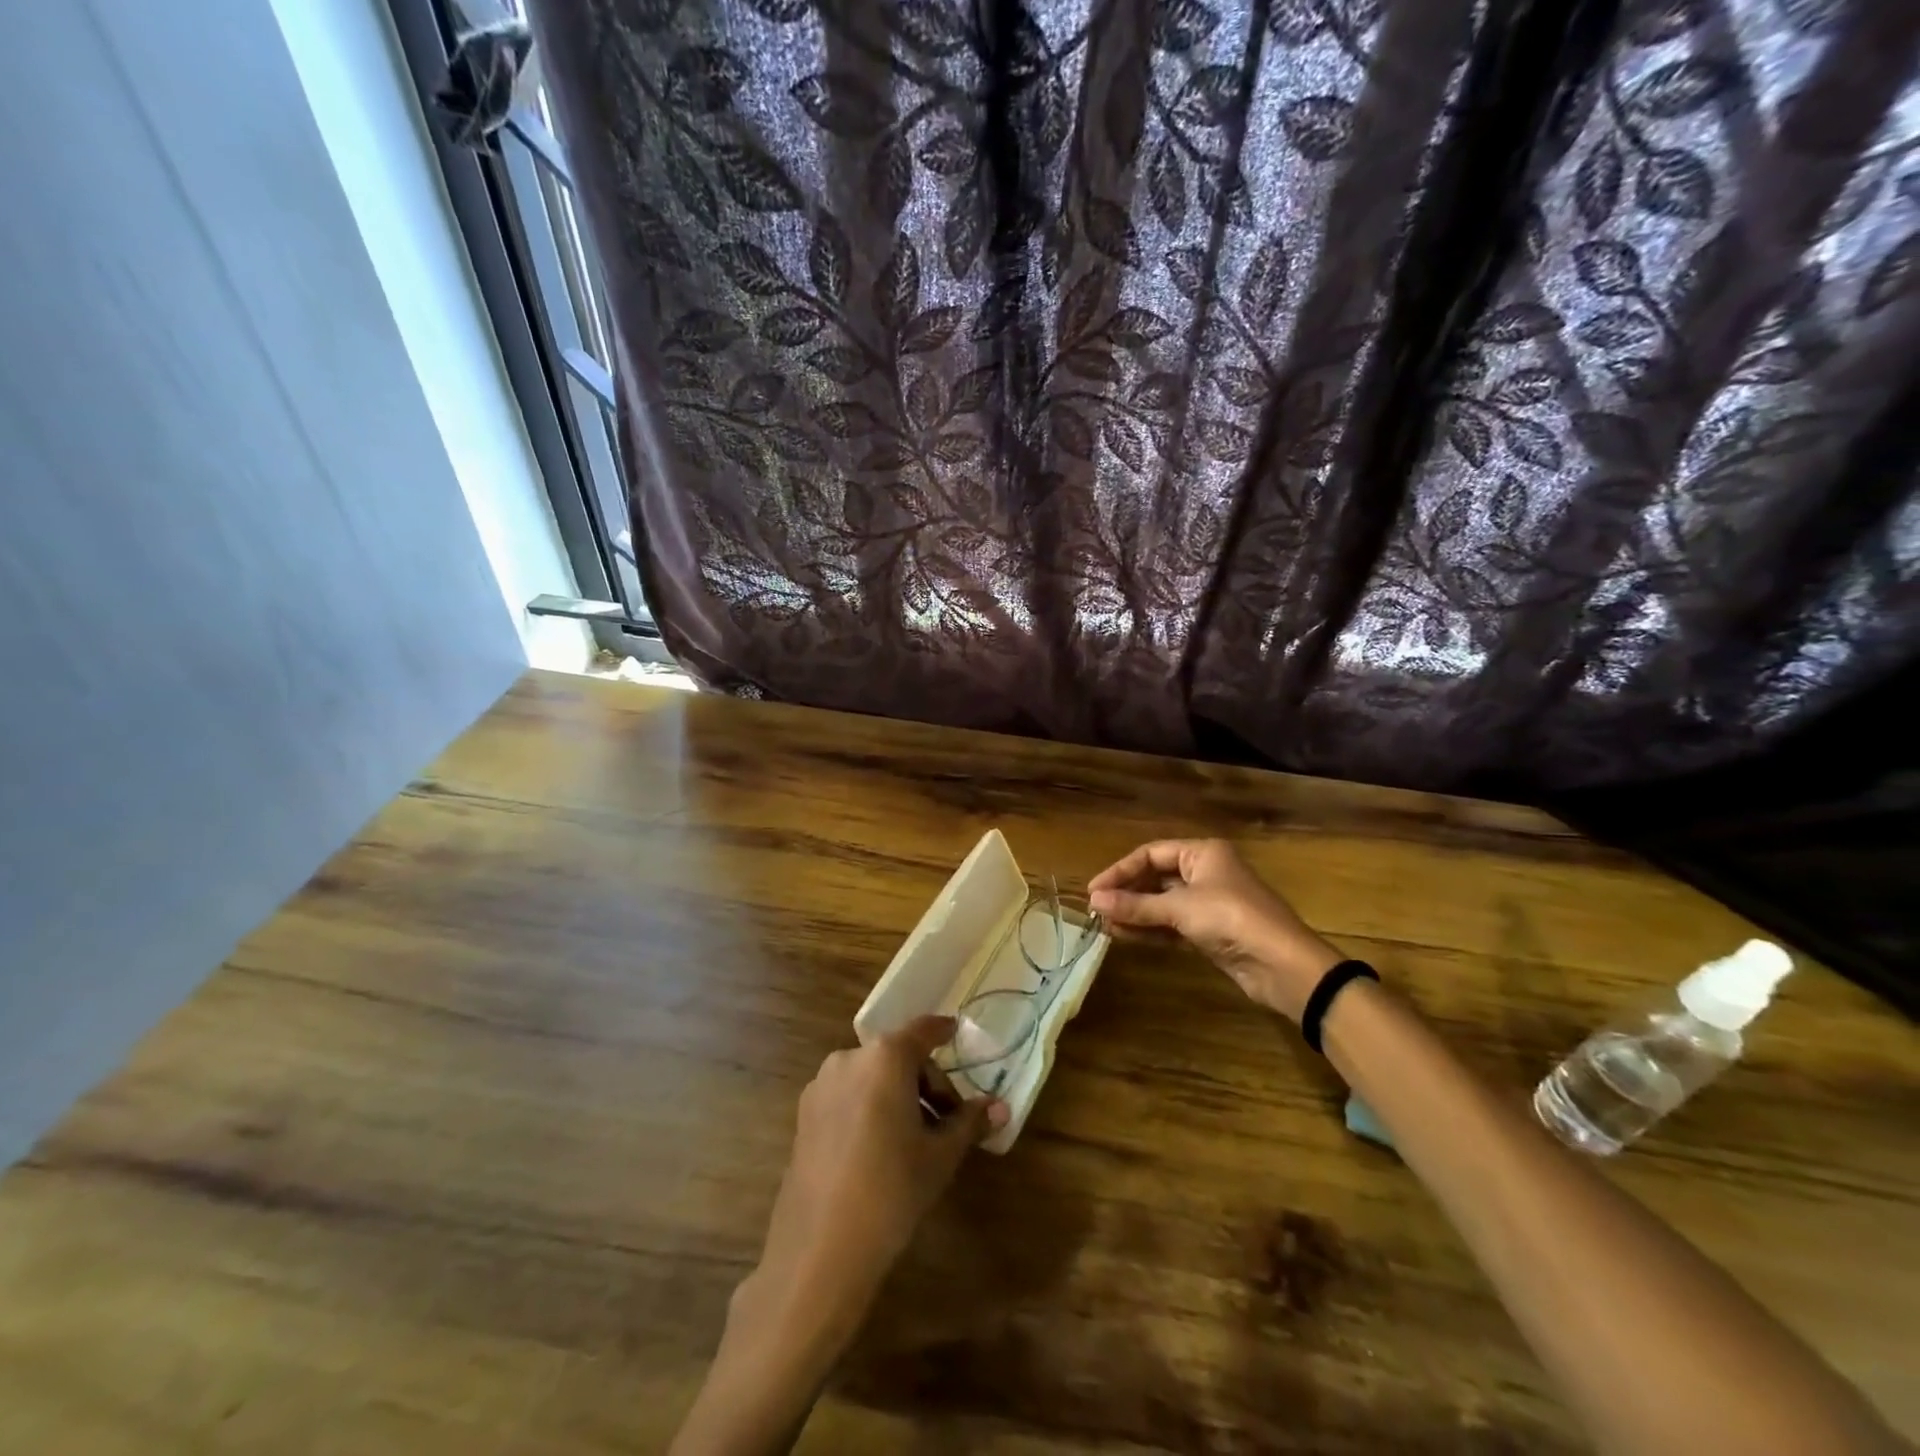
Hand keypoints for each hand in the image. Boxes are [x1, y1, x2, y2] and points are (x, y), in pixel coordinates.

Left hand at [748, 1017, 1005, 1325]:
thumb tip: (1000, 1107)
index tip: (956, 1032)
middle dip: (926, 1082)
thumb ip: (969, 1122)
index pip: (923, 1031)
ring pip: (871, 1077)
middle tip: (948, 1121)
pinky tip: (879, 1150)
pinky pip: (848, 1096)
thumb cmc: (892, 1190)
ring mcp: (821, 1086)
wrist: (820, 1250)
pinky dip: (869, 1107)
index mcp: (885, 1057)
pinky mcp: (804, 1115)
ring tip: (915, 1140)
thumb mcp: (941, 1156)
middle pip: (898, 1056)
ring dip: (897, 1095)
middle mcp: (850, 1059)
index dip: (942, 1031)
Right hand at [1089, 839, 1341, 1020]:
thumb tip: (1094, 901)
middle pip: (1155, 877)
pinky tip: (1124, 936)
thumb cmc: (1232, 919)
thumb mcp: (1180, 908)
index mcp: (1202, 853)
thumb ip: (1136, 905)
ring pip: (1162, 903)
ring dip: (1135, 913)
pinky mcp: (1210, 932)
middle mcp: (1205, 872)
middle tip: (1096, 909)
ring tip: (1103, 925)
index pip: (1151, 854)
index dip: (1120, 870)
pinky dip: (1150, 930)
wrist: (1283, 966)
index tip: (1094, 890)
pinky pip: (1172, 925)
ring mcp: (1208, 903)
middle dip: (1126, 893)